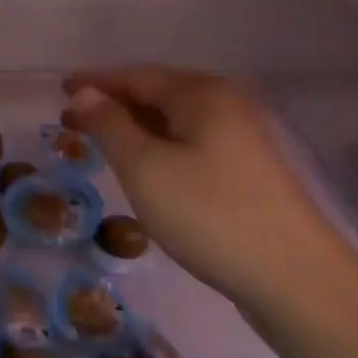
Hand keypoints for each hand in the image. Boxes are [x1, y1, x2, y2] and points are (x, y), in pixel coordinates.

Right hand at [62, 67, 357, 314]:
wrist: (297, 281)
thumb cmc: (210, 215)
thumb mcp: (145, 168)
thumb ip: (109, 125)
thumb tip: (84, 93)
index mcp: (200, 94)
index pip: (135, 76)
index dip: (95, 82)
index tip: (60, 91)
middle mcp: (225, 105)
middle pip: (157, 94)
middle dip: (112, 104)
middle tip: (71, 121)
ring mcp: (242, 138)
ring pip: (174, 121)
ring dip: (134, 127)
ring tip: (100, 143)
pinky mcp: (247, 171)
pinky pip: (190, 143)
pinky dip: (158, 146)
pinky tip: (146, 168)